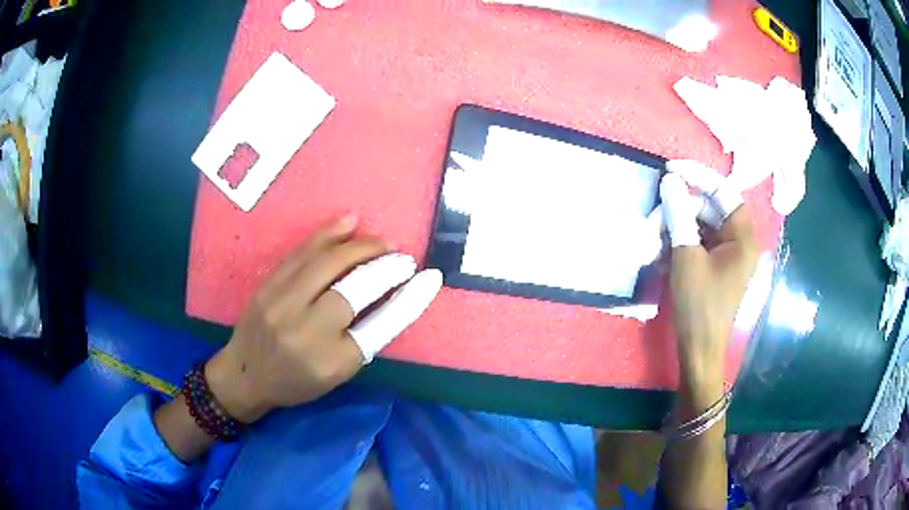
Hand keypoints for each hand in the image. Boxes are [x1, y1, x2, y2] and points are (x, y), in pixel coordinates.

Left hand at [204, 215, 441, 423]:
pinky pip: (302, 252)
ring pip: (329, 262)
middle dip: (386, 267)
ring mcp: (282, 303)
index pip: (380, 325)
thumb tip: (394, 298)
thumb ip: (364, 339)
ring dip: (362, 246)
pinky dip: (329, 233)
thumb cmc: (295, 382)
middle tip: (404, 259)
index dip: (410, 299)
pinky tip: (350, 222)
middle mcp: (307, 331)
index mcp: (331, 362)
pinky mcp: (268, 285)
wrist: (244, 374)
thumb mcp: (336, 375)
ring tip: (382, 242)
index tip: (429, 279)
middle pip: (356, 288)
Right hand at [660, 161, 758, 387]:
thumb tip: (670, 181)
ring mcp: (728, 254)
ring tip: (651, 244)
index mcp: (743, 236)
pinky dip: (678, 244)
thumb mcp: (686, 258)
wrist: (699, 349)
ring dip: (674, 230)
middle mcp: (739, 240)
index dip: (697, 176)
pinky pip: (697, 243)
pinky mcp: (716, 266)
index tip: (670, 169)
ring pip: (699, 226)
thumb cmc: (699, 305)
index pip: (723, 191)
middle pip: (708, 209)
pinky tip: (660, 255)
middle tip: (652, 221)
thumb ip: (679, 216)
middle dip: (678, 212)